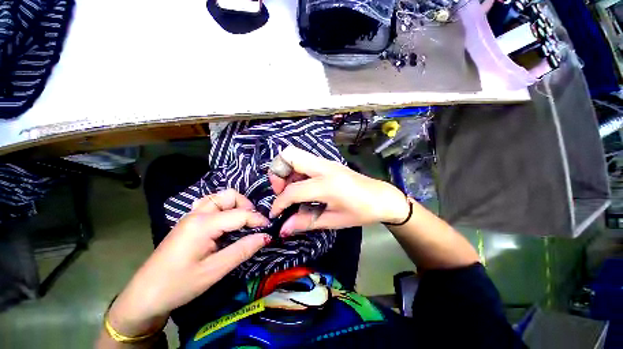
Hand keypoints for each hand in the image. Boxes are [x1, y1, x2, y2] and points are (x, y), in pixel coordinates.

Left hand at [107, 189, 269, 336]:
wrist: (144, 295)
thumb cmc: (179, 285)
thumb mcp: (214, 270)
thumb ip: (243, 250)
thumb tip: (266, 236)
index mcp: (203, 224)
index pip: (240, 213)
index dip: (258, 219)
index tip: (269, 228)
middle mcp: (197, 213)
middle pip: (229, 195)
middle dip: (246, 206)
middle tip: (253, 223)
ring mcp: (191, 216)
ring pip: (220, 198)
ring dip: (236, 206)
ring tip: (243, 222)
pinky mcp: (189, 222)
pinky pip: (211, 205)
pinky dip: (225, 209)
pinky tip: (226, 224)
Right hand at [269, 146, 408, 234]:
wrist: (382, 197)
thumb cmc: (361, 212)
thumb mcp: (334, 221)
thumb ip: (306, 222)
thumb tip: (283, 228)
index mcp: (328, 185)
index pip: (293, 190)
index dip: (279, 203)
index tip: (275, 214)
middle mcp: (324, 167)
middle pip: (289, 155)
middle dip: (277, 173)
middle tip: (281, 191)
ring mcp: (326, 162)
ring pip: (295, 155)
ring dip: (286, 171)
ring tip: (290, 190)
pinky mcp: (328, 162)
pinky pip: (304, 160)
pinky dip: (295, 170)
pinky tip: (301, 185)